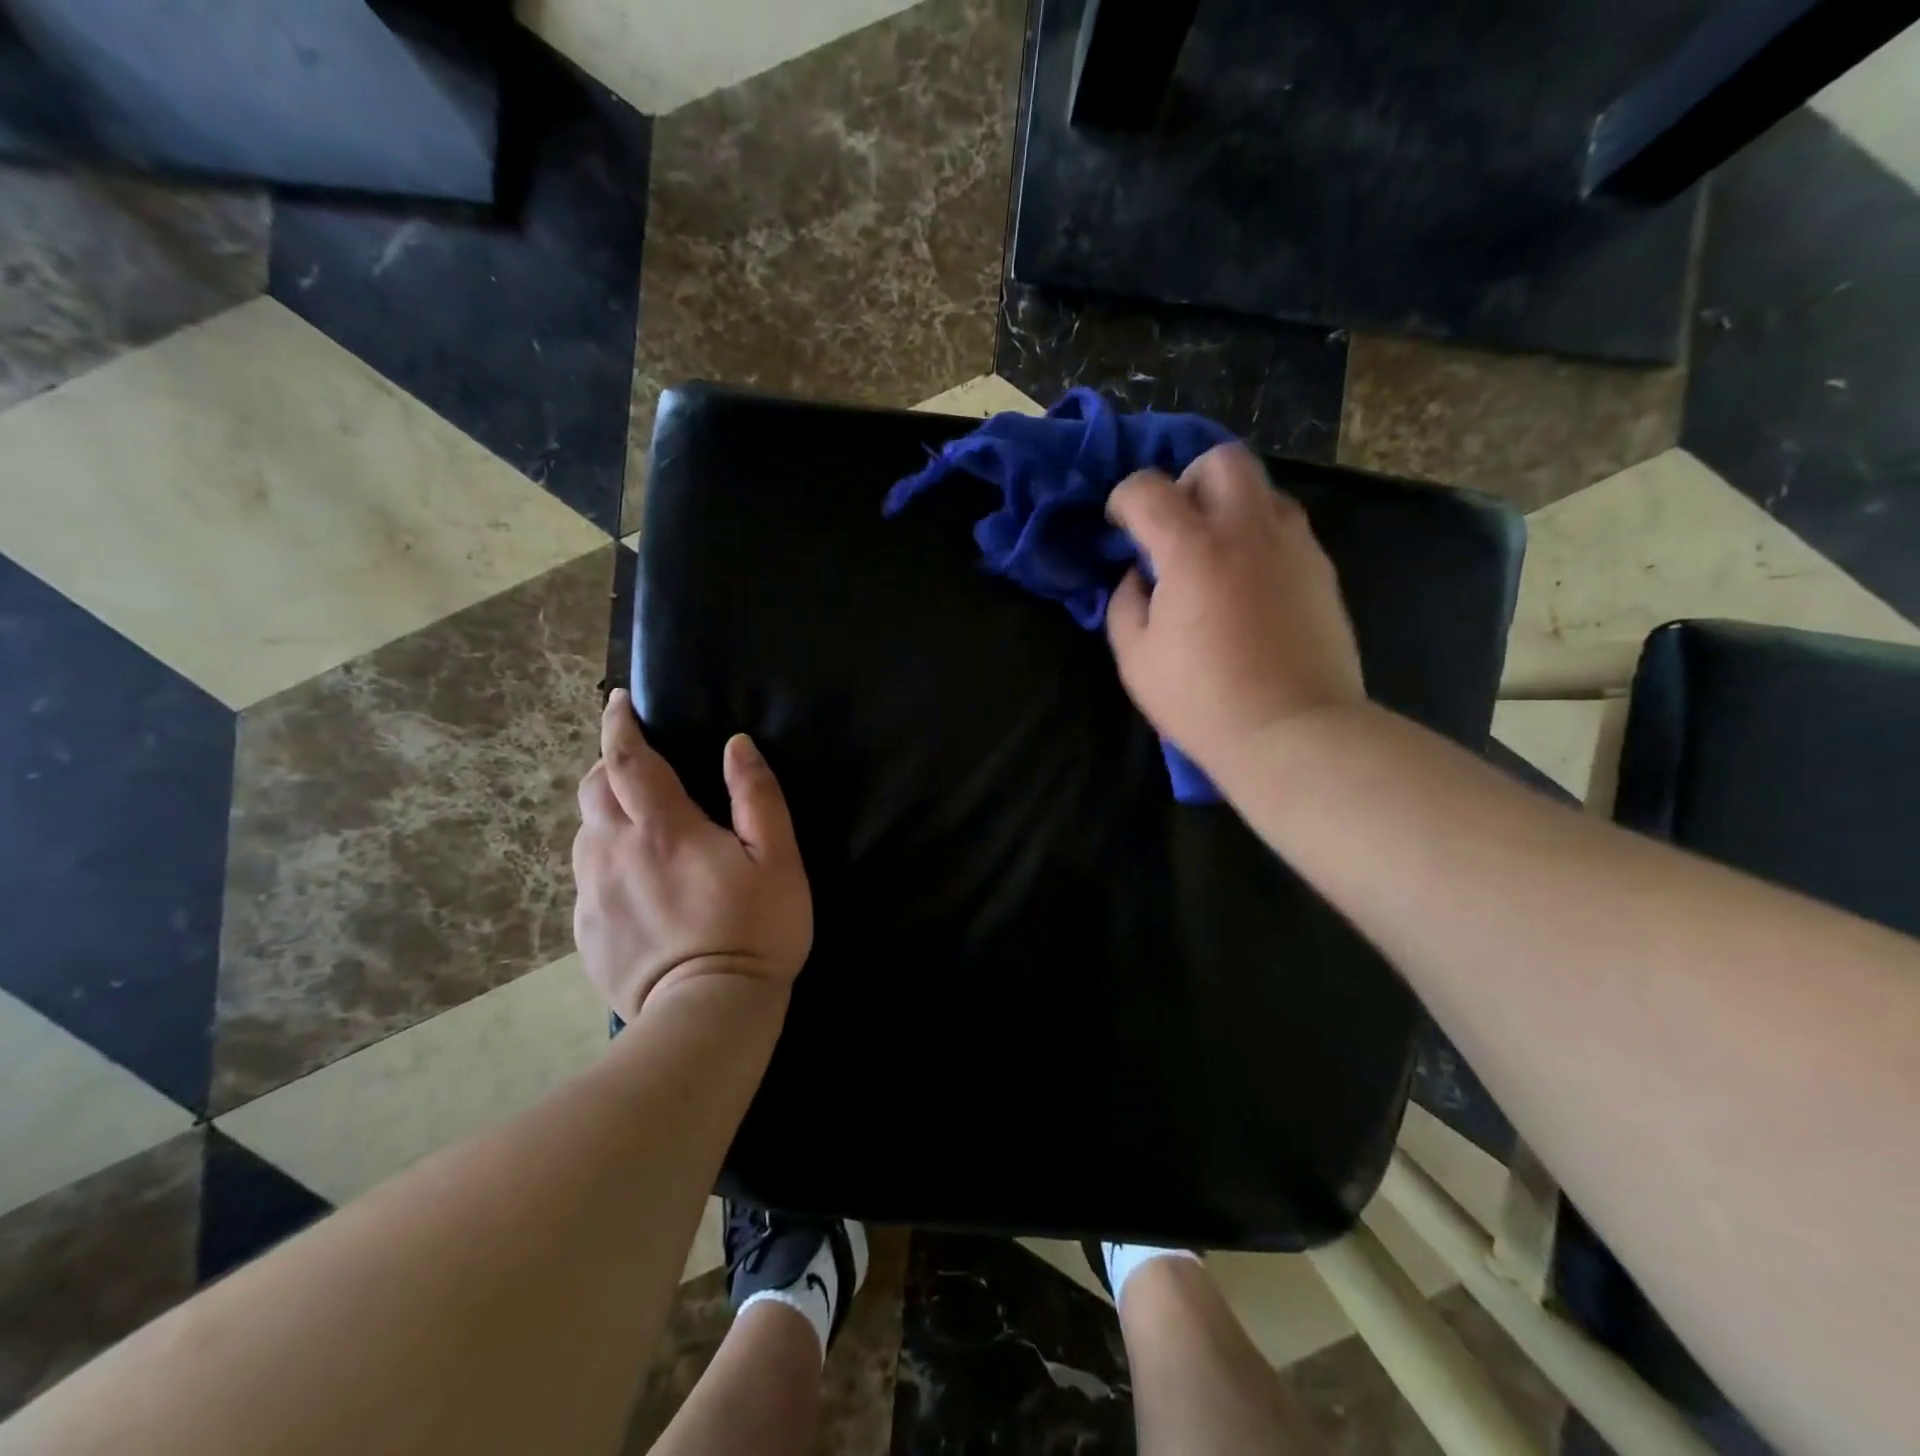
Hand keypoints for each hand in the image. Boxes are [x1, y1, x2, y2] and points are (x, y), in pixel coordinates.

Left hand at [573, 690, 812, 1019]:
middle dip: (609, 764)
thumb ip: (757, 796)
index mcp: (663, 828)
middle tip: (637, 764)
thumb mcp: (778, 859)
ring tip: (639, 825)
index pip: (627, 758)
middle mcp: (614, 852)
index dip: (619, 724)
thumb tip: (736, 745)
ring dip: (606, 813)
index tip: (617, 702)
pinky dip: (605, 861)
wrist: (708, 1014)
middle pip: (593, 789)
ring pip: (584, 833)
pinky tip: (636, 884)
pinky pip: (587, 878)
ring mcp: (593, 894)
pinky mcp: (586, 931)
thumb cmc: (755, 930)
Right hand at [1105, 441, 1363, 787]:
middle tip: (1176, 525)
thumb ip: (1125, 604)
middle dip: (1189, 480)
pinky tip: (1249, 582)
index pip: (1148, 488)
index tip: (1120, 526)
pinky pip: (1286, 528)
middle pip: (1222, 460)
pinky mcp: (1321, 569)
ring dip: (1229, 507)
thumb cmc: (1202, 700)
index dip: (1125, 500)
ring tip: (1215, 554)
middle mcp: (1247, 529)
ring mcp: (1293, 545)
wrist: (1292, 730)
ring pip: (1262, 490)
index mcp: (1192, 548)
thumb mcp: (1136, 659)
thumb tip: (1138, 577)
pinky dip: (1259, 537)